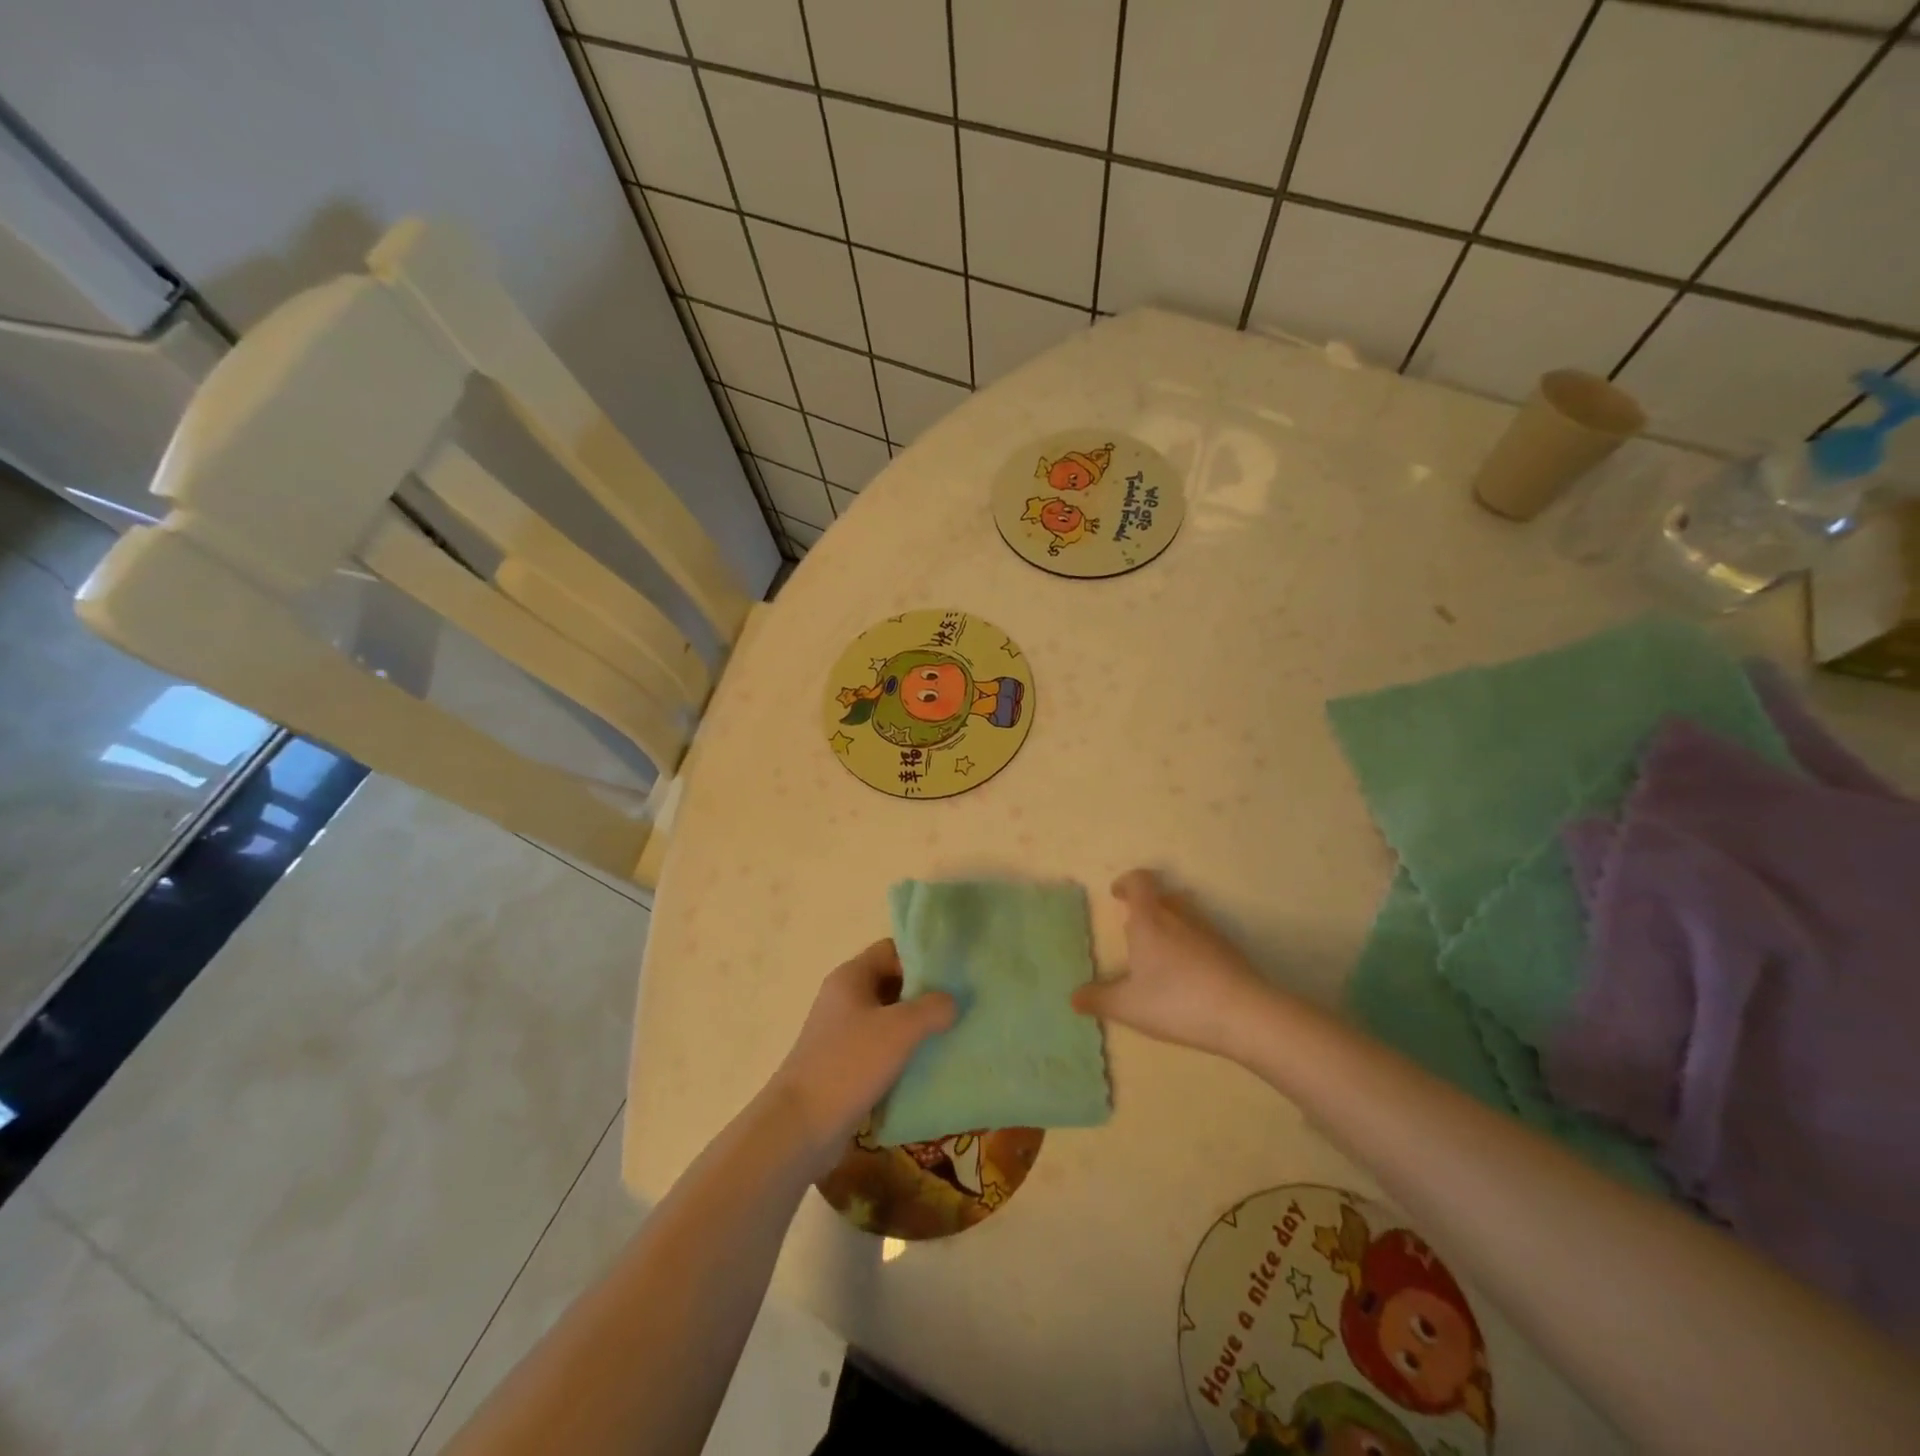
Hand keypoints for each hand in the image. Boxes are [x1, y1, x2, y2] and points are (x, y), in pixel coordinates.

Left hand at [766, 940, 955, 1170]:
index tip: (954, 972)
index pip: (892, 949)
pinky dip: (903, 1050)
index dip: (922, 956)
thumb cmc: (849, 1063)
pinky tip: (929, 1063)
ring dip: (916, 1024)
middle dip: (924, 992)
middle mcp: (845, 997)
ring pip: (888, 1017)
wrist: (801, 1126)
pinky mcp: (845, 1063)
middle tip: (960, 1003)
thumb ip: (932, 1008)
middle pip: (892, 982)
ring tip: (953, 1033)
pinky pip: (881, 1046)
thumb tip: (952, 1001)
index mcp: (851, 976)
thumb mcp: (899, 1029)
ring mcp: (843, 1032)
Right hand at [1072, 870, 1269, 1057]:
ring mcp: (1208, 931)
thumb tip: (1073, 997)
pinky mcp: (1229, 950)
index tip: (1117, 894)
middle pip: (1163, 895)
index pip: (1139, 882)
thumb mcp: (1128, 1006)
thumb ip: (1099, 999)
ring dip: (1171, 924)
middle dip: (1147, 906)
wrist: (1245, 1014)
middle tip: (1135, 929)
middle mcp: (1179, 916)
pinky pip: (1203, 936)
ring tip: (1161, 954)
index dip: (1127, 882)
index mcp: (1149, 919)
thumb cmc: (1177, 1001)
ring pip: (1185, 914)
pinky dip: (1191, 945)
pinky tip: (1189, 975)